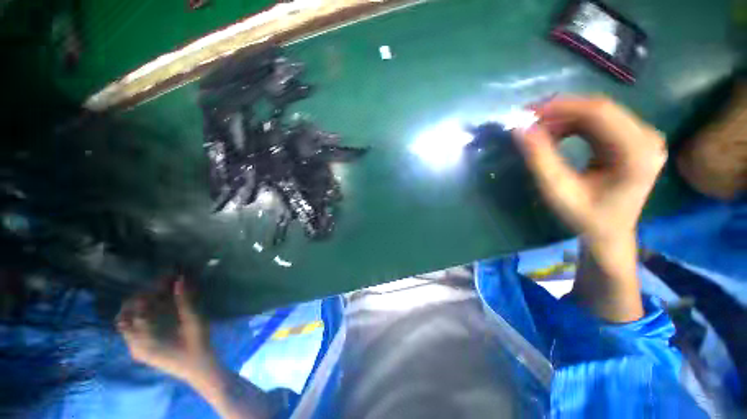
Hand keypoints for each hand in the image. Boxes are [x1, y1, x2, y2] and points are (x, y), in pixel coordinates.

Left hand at [117, 277, 216, 383]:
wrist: (198, 368)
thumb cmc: (197, 344)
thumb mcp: (194, 321)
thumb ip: (185, 301)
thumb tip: (180, 279)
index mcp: (145, 339)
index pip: (140, 307)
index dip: (153, 289)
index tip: (167, 276)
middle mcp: (134, 343)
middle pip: (127, 313)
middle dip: (143, 295)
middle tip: (162, 285)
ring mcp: (134, 347)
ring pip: (125, 321)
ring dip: (138, 304)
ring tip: (156, 294)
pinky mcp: (139, 349)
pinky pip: (130, 328)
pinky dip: (139, 314)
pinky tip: (154, 308)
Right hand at [513, 96, 666, 244]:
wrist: (609, 233)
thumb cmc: (584, 217)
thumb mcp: (557, 190)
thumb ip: (540, 159)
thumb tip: (520, 129)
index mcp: (637, 152)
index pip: (599, 113)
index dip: (561, 106)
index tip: (528, 112)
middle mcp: (646, 138)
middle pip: (600, 109)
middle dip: (559, 111)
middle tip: (527, 120)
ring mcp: (641, 137)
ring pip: (597, 113)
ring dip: (564, 118)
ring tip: (537, 130)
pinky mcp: (631, 139)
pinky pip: (598, 122)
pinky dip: (572, 125)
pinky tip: (555, 135)